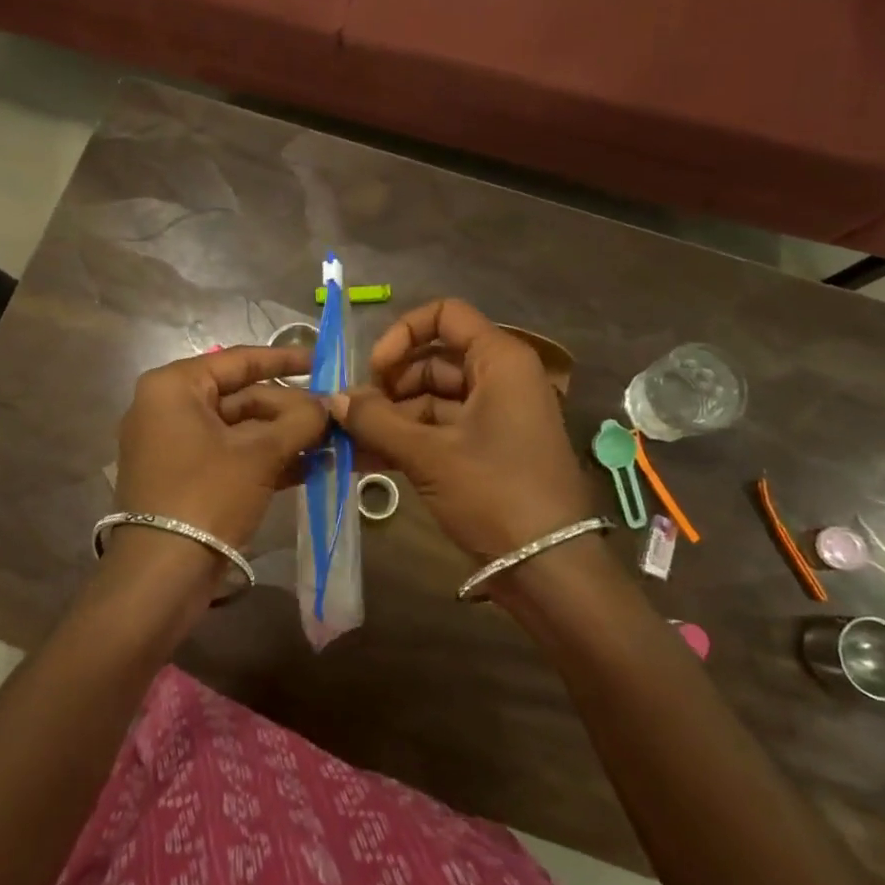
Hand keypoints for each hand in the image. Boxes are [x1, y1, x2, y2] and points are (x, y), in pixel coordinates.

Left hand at [114, 345, 327, 551]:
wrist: (162, 575)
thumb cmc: (207, 495)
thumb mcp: (259, 454)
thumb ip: (300, 421)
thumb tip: (331, 404)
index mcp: (175, 387)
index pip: (239, 360)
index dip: (286, 360)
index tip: (324, 362)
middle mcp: (169, 407)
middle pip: (242, 397)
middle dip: (291, 409)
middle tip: (335, 416)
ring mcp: (176, 444)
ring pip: (241, 429)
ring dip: (285, 437)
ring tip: (333, 441)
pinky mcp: (186, 477)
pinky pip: (232, 455)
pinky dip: (267, 459)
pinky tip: (312, 466)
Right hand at [328, 299, 593, 560]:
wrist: (550, 568)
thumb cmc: (495, 493)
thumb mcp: (430, 455)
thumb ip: (377, 421)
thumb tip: (333, 399)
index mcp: (499, 360)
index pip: (445, 315)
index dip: (404, 334)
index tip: (376, 370)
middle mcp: (501, 378)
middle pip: (434, 359)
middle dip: (390, 384)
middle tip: (355, 414)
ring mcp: (497, 415)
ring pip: (434, 398)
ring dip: (392, 417)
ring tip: (351, 443)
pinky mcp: (489, 448)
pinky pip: (442, 429)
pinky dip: (409, 439)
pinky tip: (369, 460)